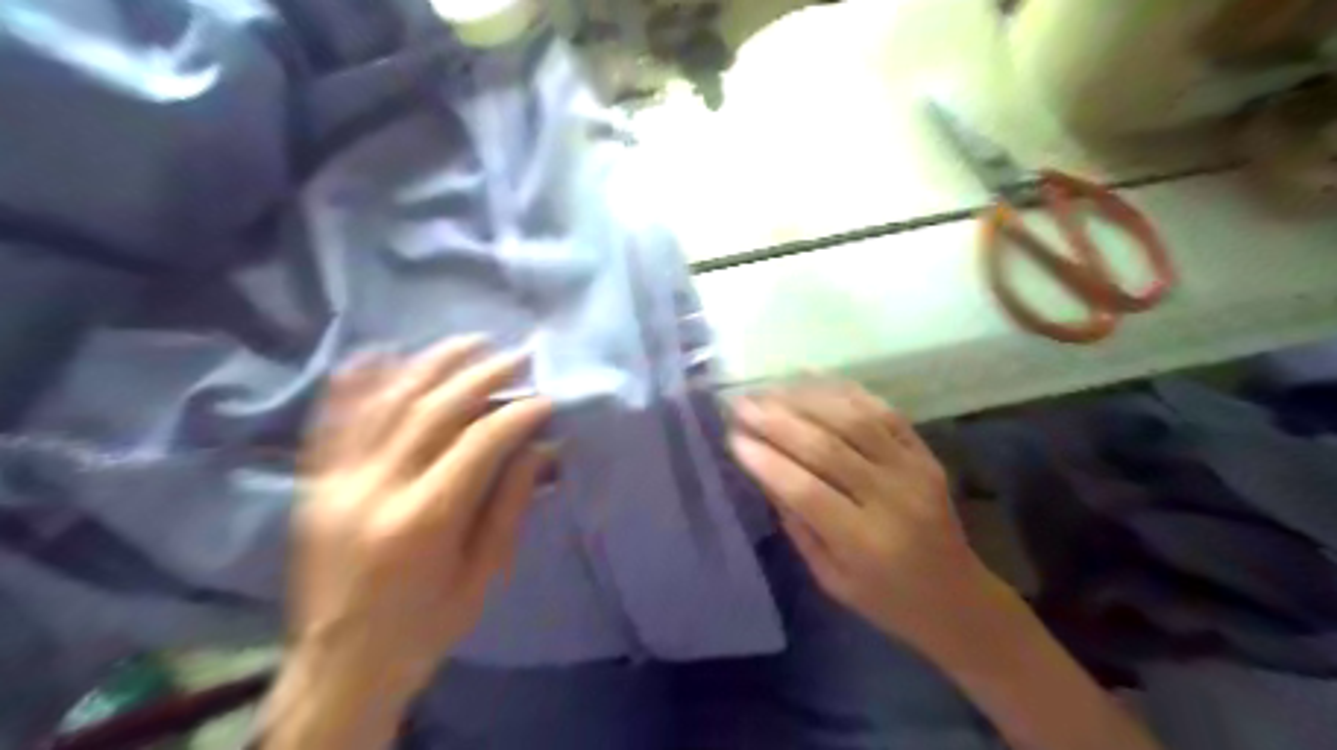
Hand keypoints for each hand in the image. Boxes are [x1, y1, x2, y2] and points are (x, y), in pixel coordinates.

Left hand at [291, 334, 556, 695]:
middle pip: (434, 411)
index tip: (546, 397)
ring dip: (432, 364)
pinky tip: (381, 351)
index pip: (479, 443)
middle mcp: (375, 489)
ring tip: (469, 342)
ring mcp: (336, 480)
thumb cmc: (426, 625)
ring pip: (386, 402)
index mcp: (424, 521)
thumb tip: (540, 447)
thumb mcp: (484, 573)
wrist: (339, 665)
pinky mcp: (313, 482)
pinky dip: (358, 381)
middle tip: (517, 357)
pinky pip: (333, 419)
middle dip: (482, 376)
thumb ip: (510, 504)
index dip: (518, 413)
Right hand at [726, 383, 995, 654]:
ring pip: (854, 420)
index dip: (767, 461)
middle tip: (741, 404)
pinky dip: (845, 391)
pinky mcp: (925, 453)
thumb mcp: (830, 577)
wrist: (958, 598)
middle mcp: (893, 498)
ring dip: (805, 399)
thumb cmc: (885, 599)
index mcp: (866, 542)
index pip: (806, 491)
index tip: (733, 438)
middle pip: (827, 447)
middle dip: (777, 422)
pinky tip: (812, 379)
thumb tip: (763, 470)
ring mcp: (914, 470)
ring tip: (769, 390)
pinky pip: (883, 411)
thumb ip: (797, 524)